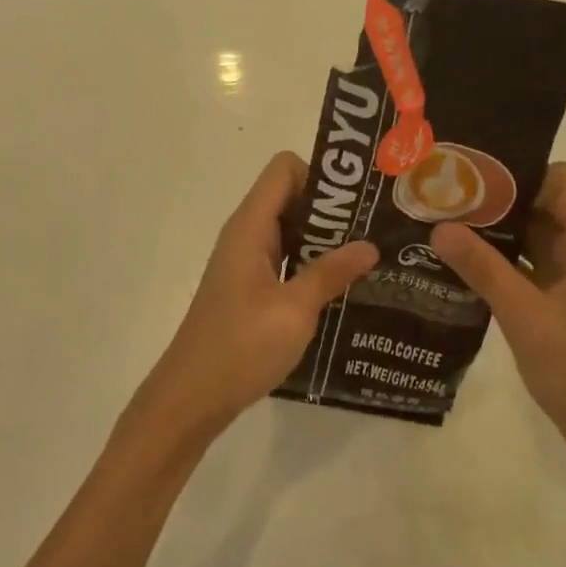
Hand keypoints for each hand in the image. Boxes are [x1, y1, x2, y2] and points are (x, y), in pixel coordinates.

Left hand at [132, 153, 376, 450]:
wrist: (191, 397)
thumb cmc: (241, 347)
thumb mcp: (294, 310)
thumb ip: (331, 272)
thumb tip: (369, 245)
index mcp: (251, 226)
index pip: (285, 169)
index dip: (320, 176)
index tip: (356, 203)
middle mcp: (246, 234)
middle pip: (290, 196)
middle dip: (331, 208)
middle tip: (374, 229)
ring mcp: (246, 262)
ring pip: (289, 229)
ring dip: (324, 238)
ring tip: (366, 256)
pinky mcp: (249, 288)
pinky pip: (284, 258)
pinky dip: (310, 263)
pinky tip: (340, 287)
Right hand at [432, 164, 565, 466]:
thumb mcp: (526, 315)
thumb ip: (483, 269)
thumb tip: (439, 227)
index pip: (558, 181)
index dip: (518, 172)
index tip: (469, 174)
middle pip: (539, 205)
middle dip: (494, 199)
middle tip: (442, 194)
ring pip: (528, 237)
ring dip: (491, 231)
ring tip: (440, 221)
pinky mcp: (556, 302)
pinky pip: (523, 266)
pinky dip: (495, 260)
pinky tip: (456, 263)